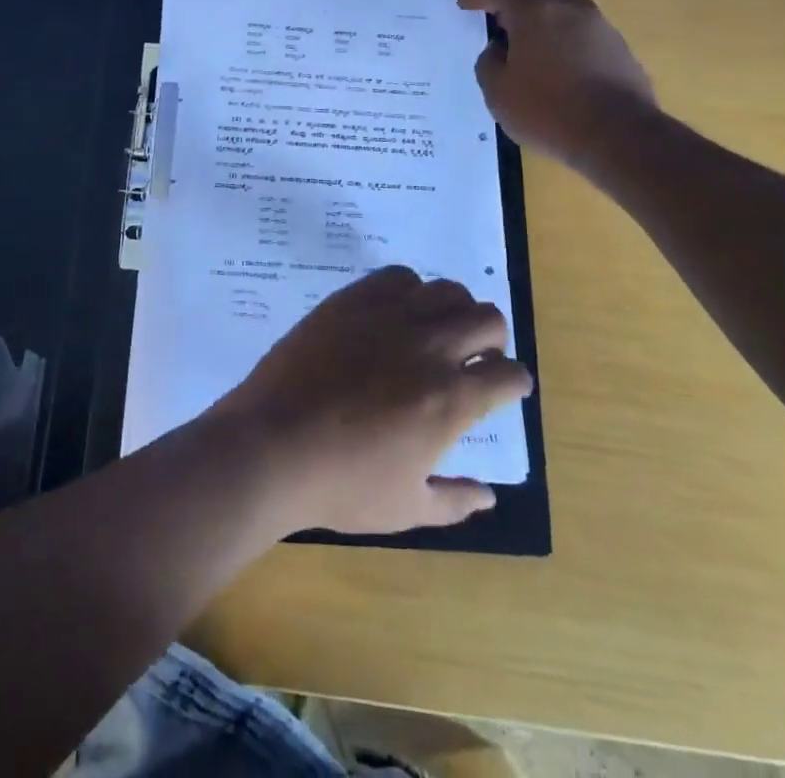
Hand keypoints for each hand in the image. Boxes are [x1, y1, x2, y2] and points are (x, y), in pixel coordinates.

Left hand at [210, 266, 532, 534]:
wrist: (271, 444)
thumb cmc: (340, 484)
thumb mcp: (406, 508)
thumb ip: (454, 500)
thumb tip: (489, 495)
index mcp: (450, 400)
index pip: (508, 374)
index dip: (514, 381)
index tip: (506, 386)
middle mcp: (429, 347)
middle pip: (487, 318)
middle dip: (492, 338)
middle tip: (474, 357)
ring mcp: (388, 316)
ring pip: (447, 290)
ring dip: (454, 309)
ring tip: (437, 331)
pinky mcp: (352, 300)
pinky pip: (397, 276)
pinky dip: (409, 290)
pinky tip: (396, 313)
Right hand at [458, 0, 655, 169]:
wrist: (619, 136)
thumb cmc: (548, 111)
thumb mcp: (498, 93)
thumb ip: (489, 63)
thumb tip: (500, 50)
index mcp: (534, 11)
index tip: (465, 3)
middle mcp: (568, 6)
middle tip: (494, 7)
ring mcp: (598, 24)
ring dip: (537, 8)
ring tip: (520, 36)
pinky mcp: (616, 45)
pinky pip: (578, 23)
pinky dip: (558, 28)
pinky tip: (550, 57)